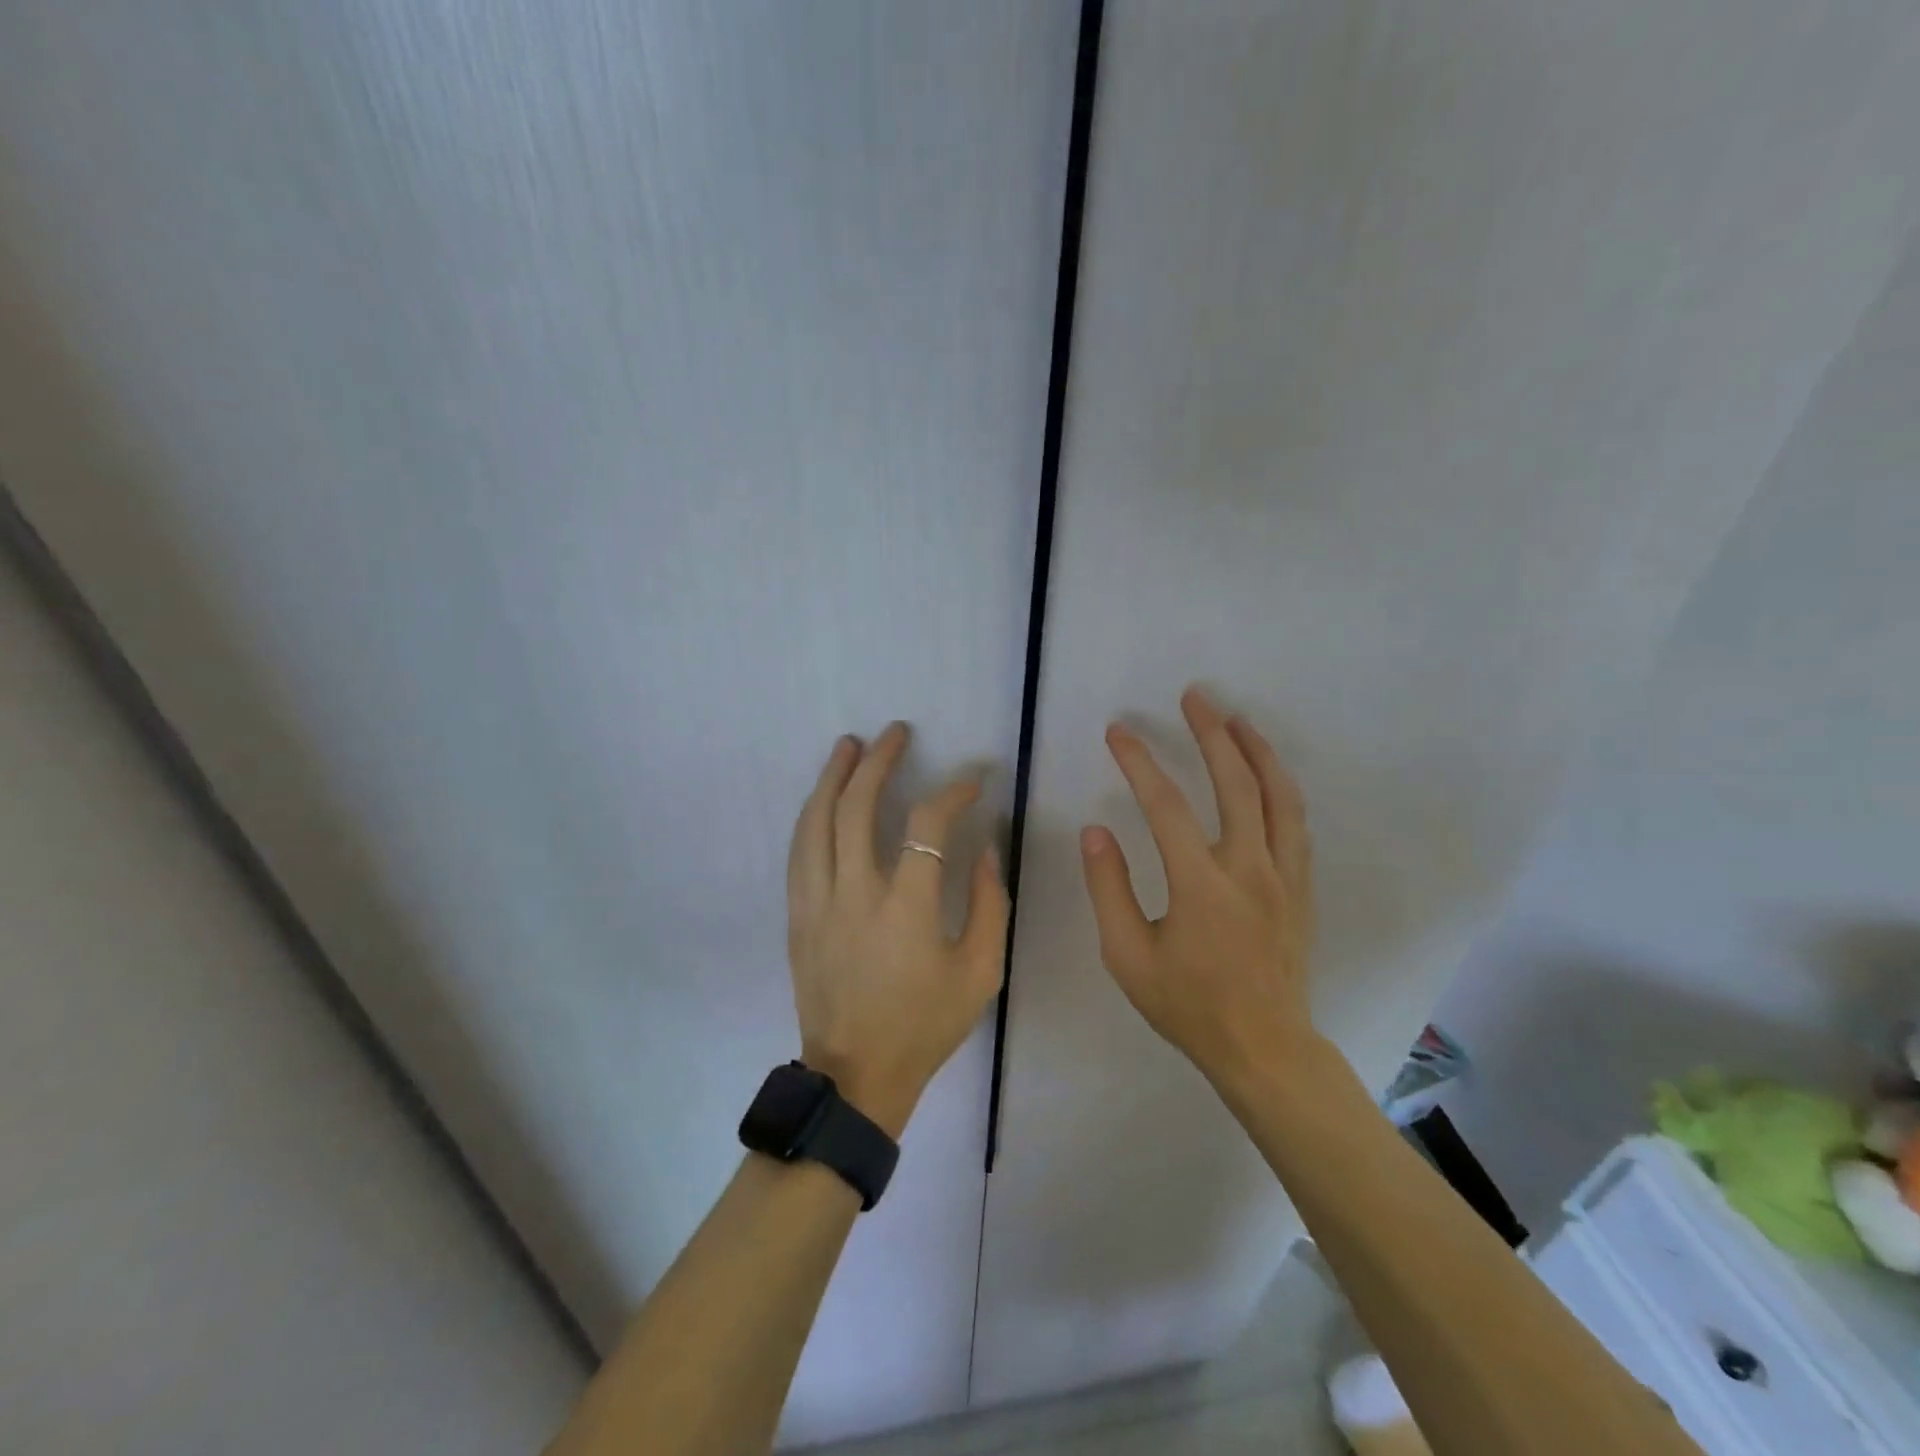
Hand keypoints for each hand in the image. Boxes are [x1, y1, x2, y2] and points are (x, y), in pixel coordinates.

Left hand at [785, 723, 1008, 1137]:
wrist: (855, 1077)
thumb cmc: (925, 1026)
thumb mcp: (980, 973)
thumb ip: (989, 905)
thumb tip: (982, 849)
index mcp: (905, 910)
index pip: (926, 827)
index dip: (951, 793)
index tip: (972, 781)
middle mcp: (853, 895)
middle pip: (855, 809)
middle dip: (878, 763)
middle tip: (895, 733)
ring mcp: (816, 904)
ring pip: (815, 823)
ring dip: (832, 778)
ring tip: (848, 746)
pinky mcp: (797, 917)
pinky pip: (799, 852)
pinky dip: (812, 816)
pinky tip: (821, 799)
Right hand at [1080, 687, 1316, 1089]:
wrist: (1264, 1048)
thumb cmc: (1188, 1005)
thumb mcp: (1127, 956)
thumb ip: (1108, 889)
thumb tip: (1096, 832)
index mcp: (1201, 886)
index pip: (1166, 807)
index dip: (1140, 763)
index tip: (1119, 733)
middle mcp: (1249, 869)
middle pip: (1235, 784)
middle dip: (1212, 734)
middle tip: (1195, 697)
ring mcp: (1283, 876)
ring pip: (1279, 797)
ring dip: (1257, 751)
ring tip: (1236, 718)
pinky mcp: (1301, 887)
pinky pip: (1296, 823)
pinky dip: (1281, 787)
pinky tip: (1268, 773)